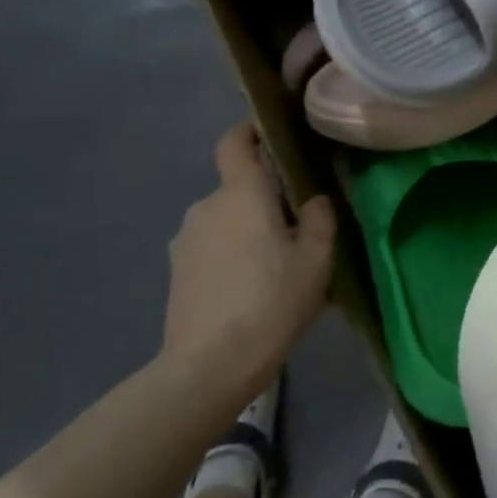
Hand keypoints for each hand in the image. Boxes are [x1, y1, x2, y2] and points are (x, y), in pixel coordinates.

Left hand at [163, 123, 335, 378]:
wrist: (209, 366)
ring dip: (248, 229)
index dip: (251, 131)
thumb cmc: (271, 302)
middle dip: (265, 198)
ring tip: (274, 266)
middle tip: (296, 228)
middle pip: (238, 186)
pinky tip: (249, 289)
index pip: (235, 141)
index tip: (275, 139)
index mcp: (241, 193)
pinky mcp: (177, 269)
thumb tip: (313, 200)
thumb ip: (319, 218)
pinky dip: (231, 254)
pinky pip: (211, 245)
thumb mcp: (316, 260)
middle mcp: (207, 205)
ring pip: (226, 219)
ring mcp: (186, 238)